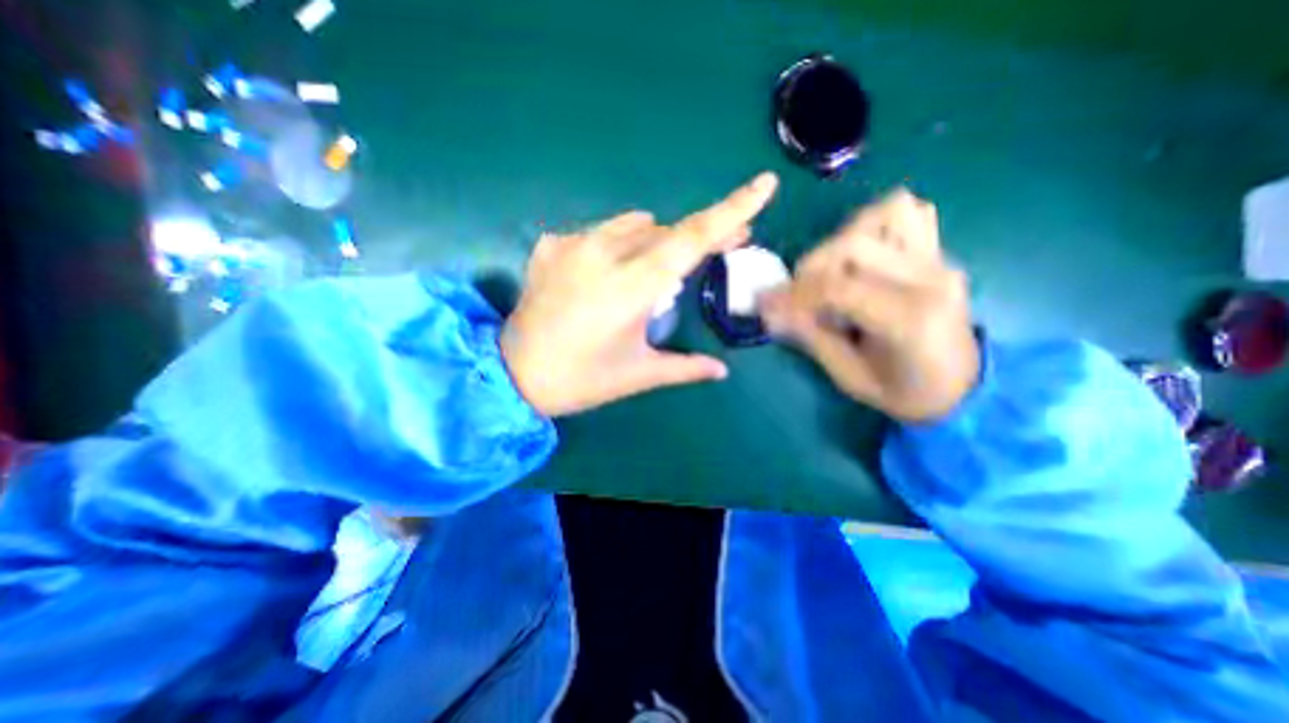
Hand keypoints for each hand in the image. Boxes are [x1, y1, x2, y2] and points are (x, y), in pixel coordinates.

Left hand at [500, 170, 778, 414]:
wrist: (512, 375)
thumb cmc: (580, 380)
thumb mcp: (638, 374)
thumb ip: (685, 367)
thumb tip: (721, 370)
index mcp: (631, 287)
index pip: (691, 239)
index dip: (731, 210)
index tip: (764, 185)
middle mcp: (602, 253)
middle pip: (668, 230)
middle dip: (700, 236)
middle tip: (725, 248)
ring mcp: (572, 243)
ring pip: (634, 226)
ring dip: (656, 242)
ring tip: (656, 273)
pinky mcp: (550, 245)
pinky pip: (599, 233)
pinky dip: (617, 246)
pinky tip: (607, 273)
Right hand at [758, 188, 983, 423]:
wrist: (964, 388)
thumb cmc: (905, 393)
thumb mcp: (849, 377)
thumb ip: (811, 337)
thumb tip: (772, 311)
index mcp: (909, 318)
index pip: (836, 288)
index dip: (792, 294)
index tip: (765, 305)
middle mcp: (928, 277)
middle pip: (852, 244)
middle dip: (810, 268)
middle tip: (796, 296)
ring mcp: (938, 259)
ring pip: (883, 214)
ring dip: (842, 239)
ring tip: (830, 272)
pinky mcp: (938, 252)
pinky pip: (908, 213)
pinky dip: (874, 225)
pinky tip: (860, 255)